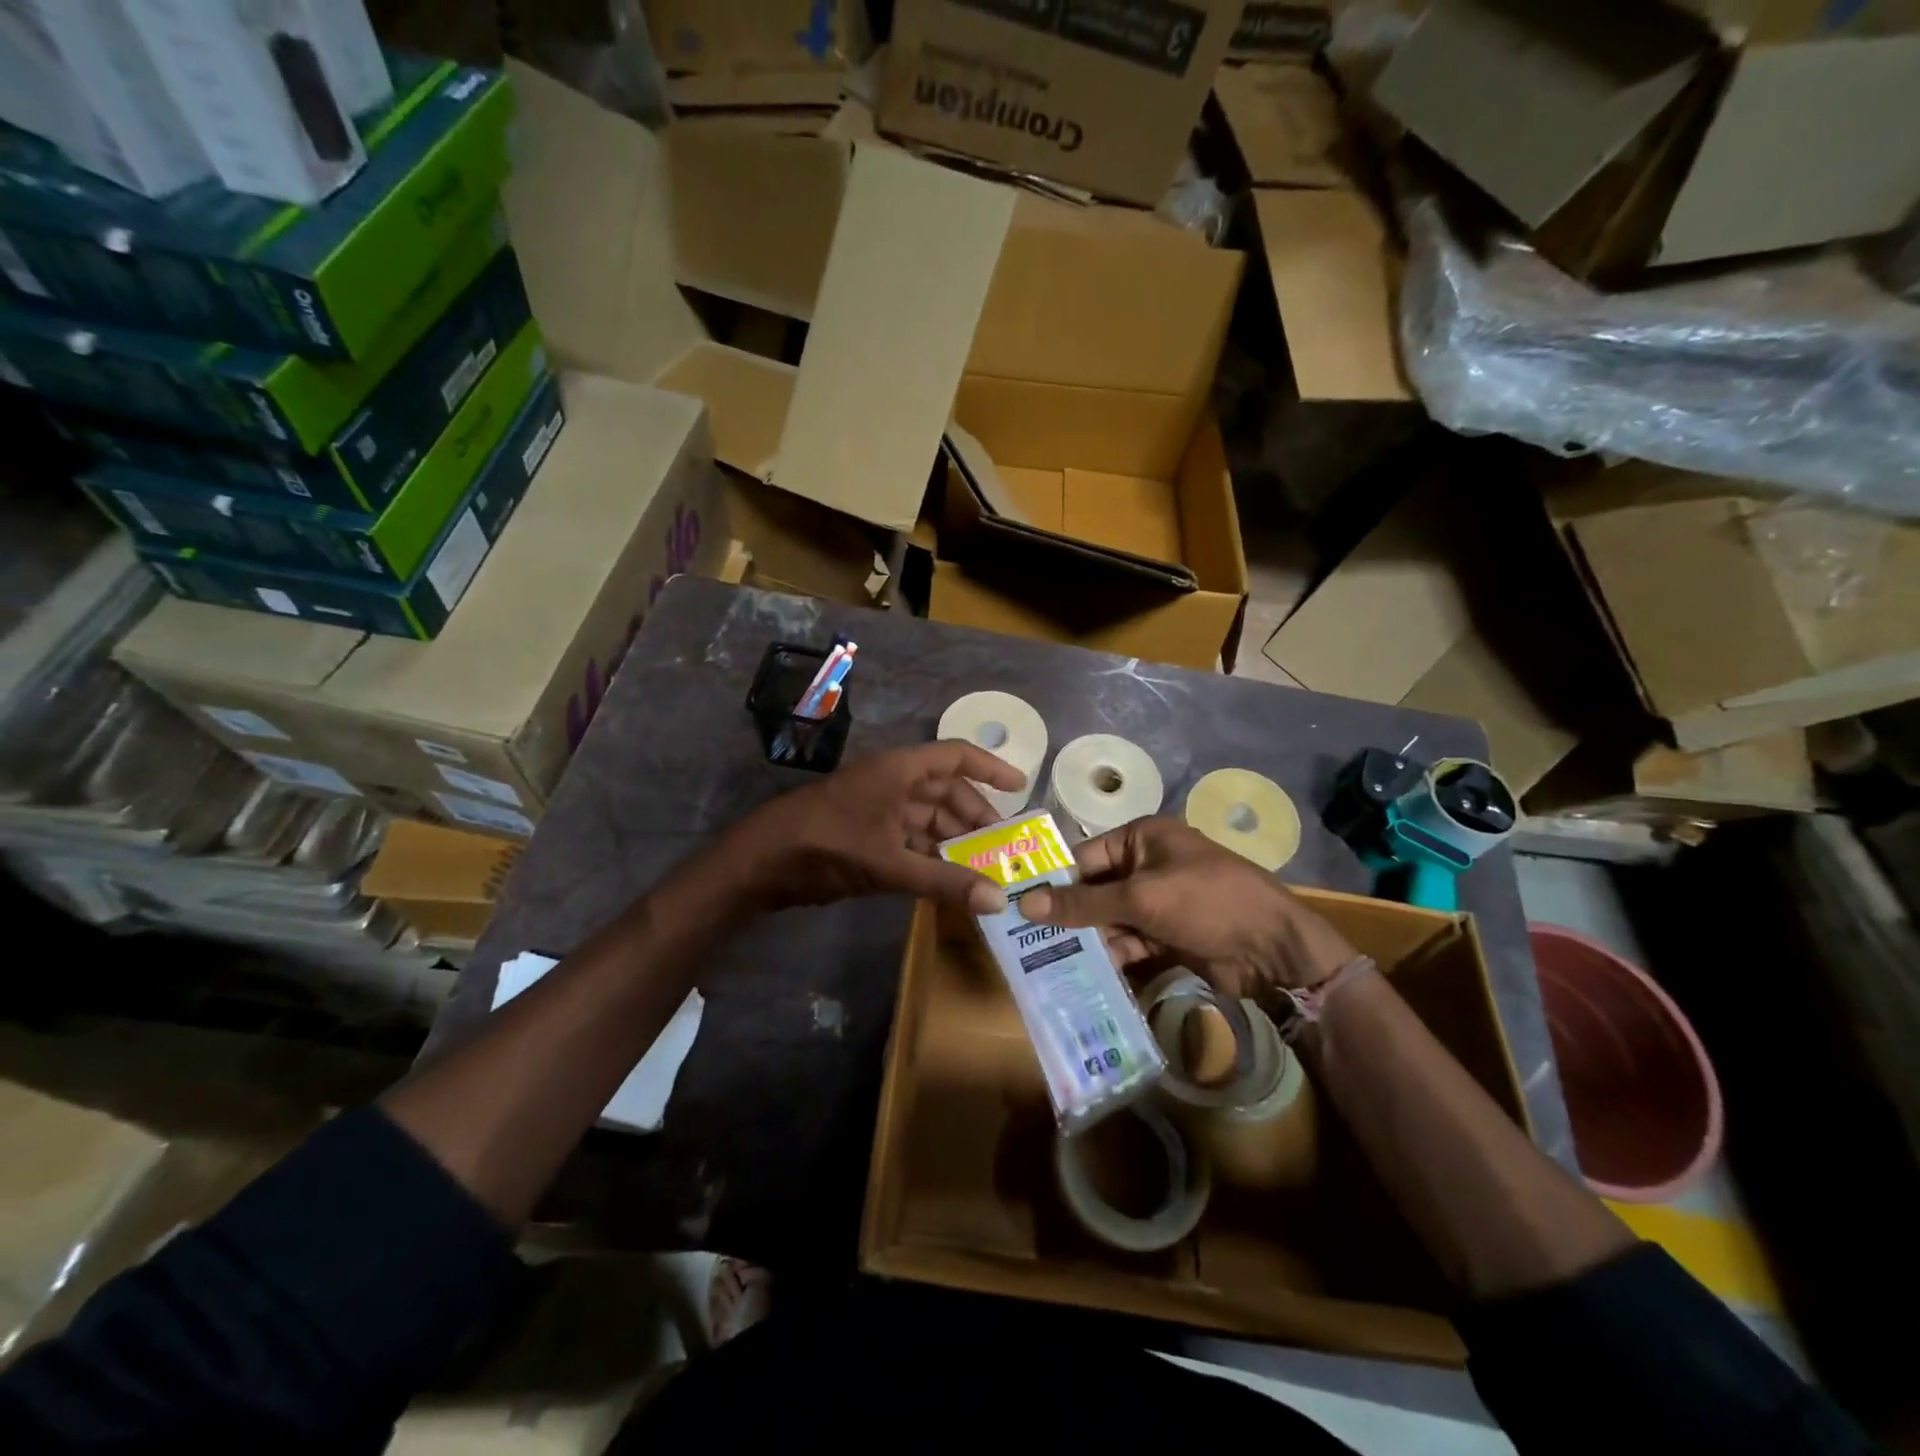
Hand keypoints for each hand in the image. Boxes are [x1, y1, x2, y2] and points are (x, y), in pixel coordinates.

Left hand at [723, 742, 1025, 914]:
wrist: (759, 862)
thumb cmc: (827, 844)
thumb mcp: (889, 864)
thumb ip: (944, 882)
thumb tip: (999, 900)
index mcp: (899, 770)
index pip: (956, 757)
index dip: (991, 768)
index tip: (1021, 788)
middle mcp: (892, 781)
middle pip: (945, 790)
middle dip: (976, 817)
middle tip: (1005, 847)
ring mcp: (876, 807)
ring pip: (928, 816)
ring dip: (954, 839)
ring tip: (985, 867)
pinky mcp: (865, 833)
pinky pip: (909, 837)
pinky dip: (931, 854)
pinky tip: (949, 877)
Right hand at [1016, 817, 1358, 1004]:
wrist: (1275, 950)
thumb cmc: (1207, 901)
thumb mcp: (1142, 898)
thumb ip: (1084, 904)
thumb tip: (1026, 903)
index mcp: (1143, 838)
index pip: (1086, 856)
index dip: (1055, 881)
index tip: (1018, 905)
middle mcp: (1147, 865)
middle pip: (1096, 889)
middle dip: (1069, 915)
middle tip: (1026, 939)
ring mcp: (1159, 902)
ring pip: (1110, 919)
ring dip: (1087, 940)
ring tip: (1046, 962)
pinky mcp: (1168, 934)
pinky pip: (1129, 942)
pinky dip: (1111, 956)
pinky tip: (1083, 975)